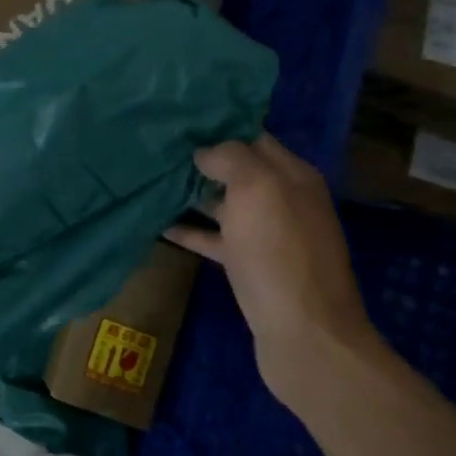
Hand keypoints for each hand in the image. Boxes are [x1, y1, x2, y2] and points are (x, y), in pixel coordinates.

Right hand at [166, 135, 378, 406]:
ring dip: (192, 193)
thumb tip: (204, 151)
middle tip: (157, 147)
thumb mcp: (258, 189)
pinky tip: (159, 224)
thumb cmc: (280, 253)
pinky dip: (191, 231)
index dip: (217, 126)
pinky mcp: (250, 266)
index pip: (252, 136)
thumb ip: (231, 158)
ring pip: (224, 204)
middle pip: (237, 170)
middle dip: (200, 158)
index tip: (177, 119)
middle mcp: (283, 200)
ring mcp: (267, 236)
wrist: (304, 336)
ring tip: (151, 179)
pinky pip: (215, 239)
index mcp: (292, 176)